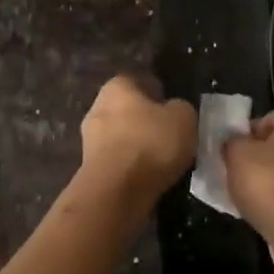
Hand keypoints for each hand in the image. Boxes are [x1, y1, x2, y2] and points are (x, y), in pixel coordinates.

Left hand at [80, 75, 195, 204]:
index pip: (140, 81)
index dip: (159, 94)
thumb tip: (174, 112)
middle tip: (170, 136)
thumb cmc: (151, 143)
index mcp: (117, 86)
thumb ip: (180, 108)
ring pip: (121, 137)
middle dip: (146, 121)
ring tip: (163, 162)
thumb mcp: (184, 117)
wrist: (116, 192)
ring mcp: (89, 140)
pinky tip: (148, 178)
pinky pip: (117, 162)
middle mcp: (97, 108)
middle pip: (128, 110)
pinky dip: (131, 168)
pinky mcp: (89, 169)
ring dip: (139, 147)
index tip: (175, 110)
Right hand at [224, 108, 273, 234]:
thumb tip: (235, 143)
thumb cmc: (268, 180)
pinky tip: (273, 215)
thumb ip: (234, 142)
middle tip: (243, 175)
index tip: (235, 154)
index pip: (272, 119)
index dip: (249, 136)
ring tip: (256, 199)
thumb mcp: (236, 153)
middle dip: (267, 158)